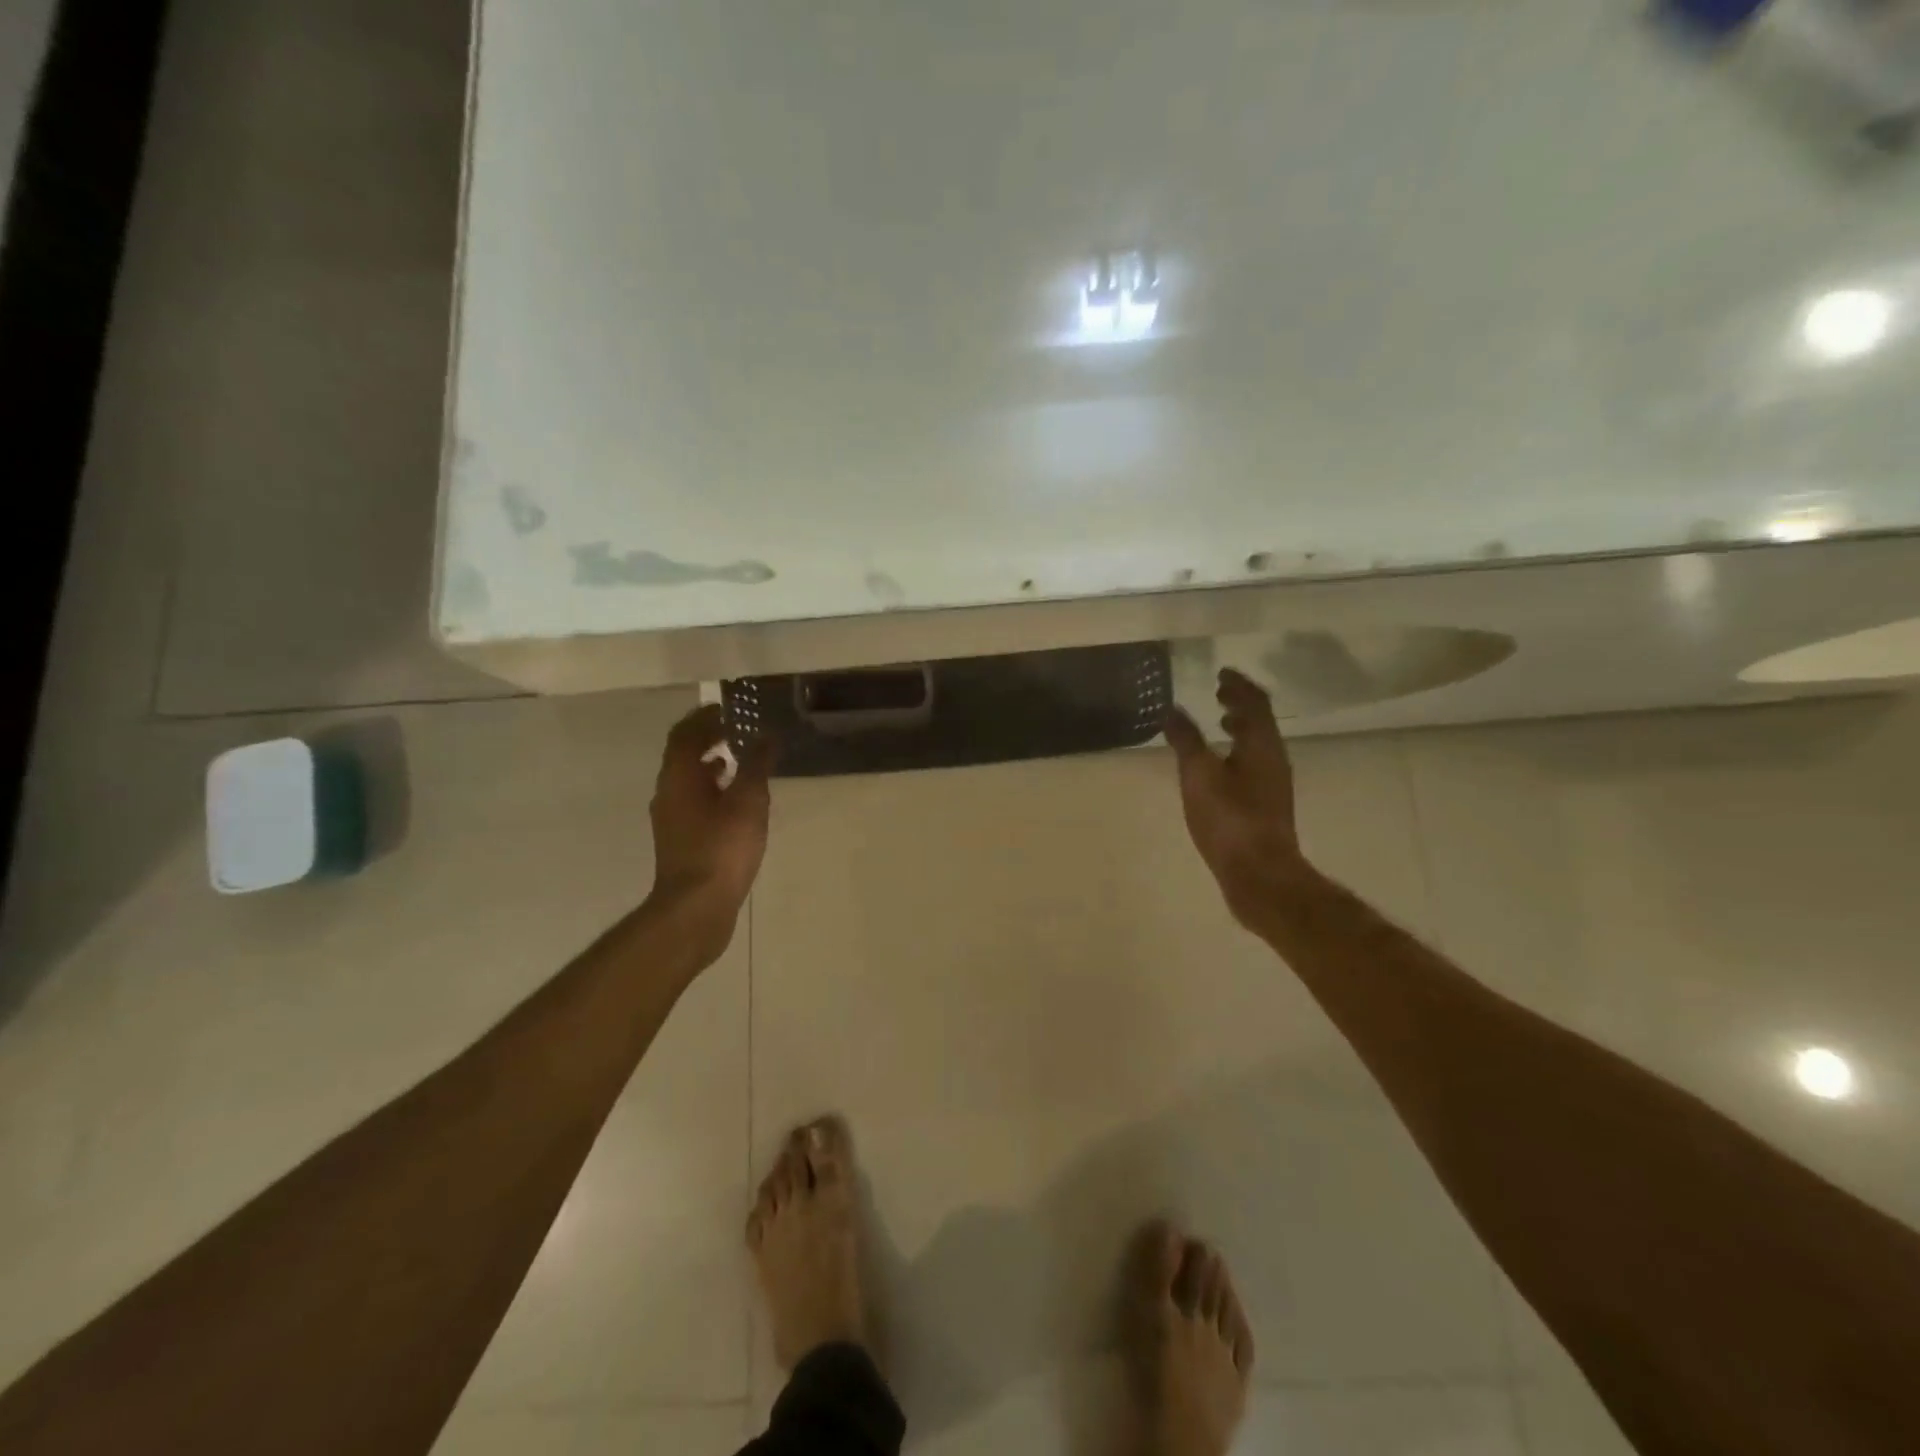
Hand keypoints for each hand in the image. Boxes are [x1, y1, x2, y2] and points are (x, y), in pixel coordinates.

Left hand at [647, 704, 772, 946]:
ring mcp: (670, 818)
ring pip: (687, 778)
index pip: (685, 733)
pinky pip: (692, 800)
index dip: (705, 717)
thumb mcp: (749, 801)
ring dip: (709, 763)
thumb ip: (756, 764)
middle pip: (682, 754)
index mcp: (679, 776)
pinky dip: (710, 788)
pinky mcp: (680, 839)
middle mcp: (668, 791)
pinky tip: (734, 801)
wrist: (696, 907)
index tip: (728, 710)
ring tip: (738, 760)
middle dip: (707, 737)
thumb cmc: (723, 848)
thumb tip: (765, 736)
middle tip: (735, 730)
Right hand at [1165, 669, 1314, 926]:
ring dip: (1241, 728)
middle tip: (1219, 693)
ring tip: (1219, 724)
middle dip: (1240, 704)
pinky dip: (1238, 752)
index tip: (1222, 672)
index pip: (1255, 702)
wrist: (1259, 875)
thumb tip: (1172, 709)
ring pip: (1259, 744)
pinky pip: (1254, 764)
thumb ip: (1186, 740)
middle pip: (1261, 722)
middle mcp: (1274, 759)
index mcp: (1261, 745)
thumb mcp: (1198, 775)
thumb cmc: (1229, 819)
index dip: (1239, 684)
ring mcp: (1273, 784)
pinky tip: (1219, 768)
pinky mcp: (1266, 806)